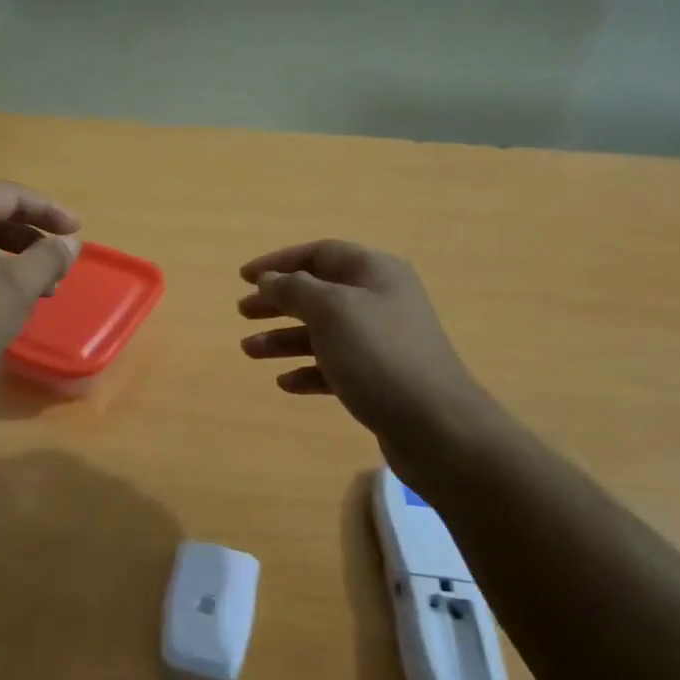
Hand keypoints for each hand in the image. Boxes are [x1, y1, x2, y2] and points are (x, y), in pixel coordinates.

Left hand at [0, 182, 81, 410]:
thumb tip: (69, 242)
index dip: (49, 211)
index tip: (78, 232)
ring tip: (41, 292)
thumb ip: (48, 258)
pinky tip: (5, 308)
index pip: (9, 195)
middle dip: (31, 240)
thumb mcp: (15, 287)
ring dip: (14, 263)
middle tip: (59, 266)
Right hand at [238, 240, 496, 477]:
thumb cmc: (379, 356)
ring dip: (283, 338)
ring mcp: (381, 342)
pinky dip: (307, 370)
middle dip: (278, 301)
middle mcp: (380, 300)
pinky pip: (334, 366)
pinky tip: (285, 383)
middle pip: (318, 292)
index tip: (243, 278)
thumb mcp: (331, 310)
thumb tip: (269, 280)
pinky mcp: (379, 378)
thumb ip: (294, 289)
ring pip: (322, 331)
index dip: (278, 262)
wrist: (436, 426)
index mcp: (375, 273)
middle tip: (242, 313)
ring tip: (249, 351)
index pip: (319, 253)